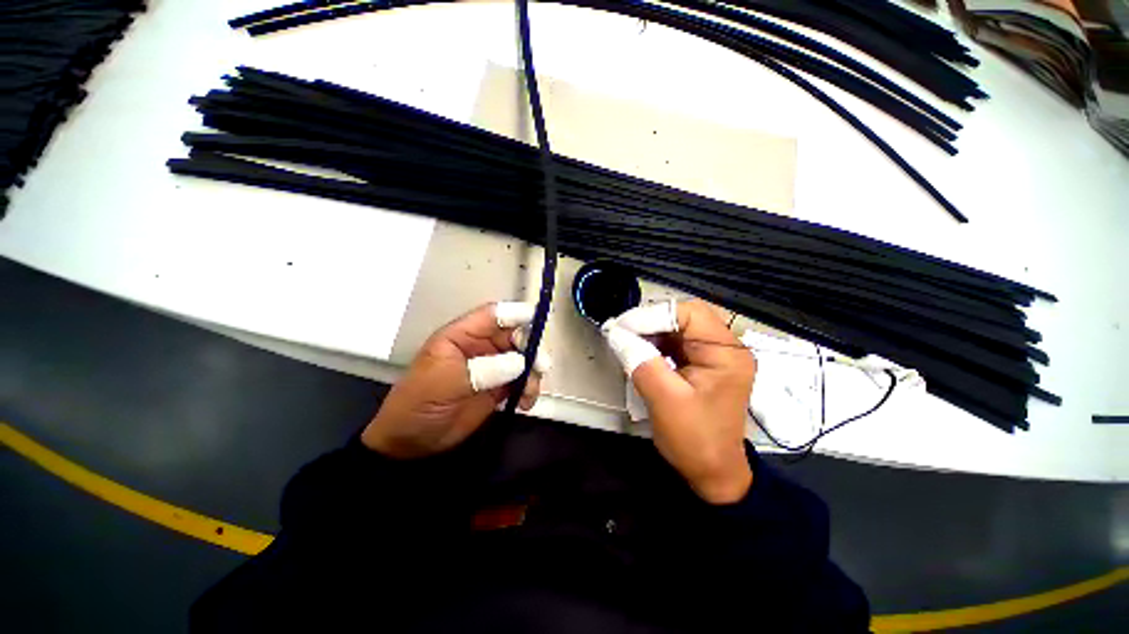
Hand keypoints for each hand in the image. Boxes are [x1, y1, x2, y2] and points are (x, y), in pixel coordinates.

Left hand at [362, 302, 550, 458]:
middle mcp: (481, 347)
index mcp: (462, 336)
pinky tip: (526, 404)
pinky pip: (522, 381)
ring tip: (529, 392)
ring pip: (523, 358)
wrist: (411, 442)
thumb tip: (520, 362)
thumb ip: (483, 369)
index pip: (493, 315)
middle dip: (530, 347)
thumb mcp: (446, 382)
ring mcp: (492, 367)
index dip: (516, 313)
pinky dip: (529, 389)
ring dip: (533, 372)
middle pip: (515, 335)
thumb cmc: (419, 403)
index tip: (538, 318)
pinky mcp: (499, 387)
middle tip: (539, 365)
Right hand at [603, 300, 755, 503]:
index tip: (623, 327)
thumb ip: (639, 360)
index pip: (690, 313)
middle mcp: (727, 348)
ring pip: (679, 327)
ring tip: (628, 341)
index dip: (654, 315)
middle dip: (652, 322)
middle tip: (623, 333)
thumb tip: (616, 332)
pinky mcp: (705, 364)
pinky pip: (678, 342)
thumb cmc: (694, 441)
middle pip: (686, 316)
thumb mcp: (664, 399)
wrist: (713, 474)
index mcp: (726, 354)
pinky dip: (657, 343)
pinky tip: (642, 351)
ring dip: (652, 331)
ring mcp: (716, 355)